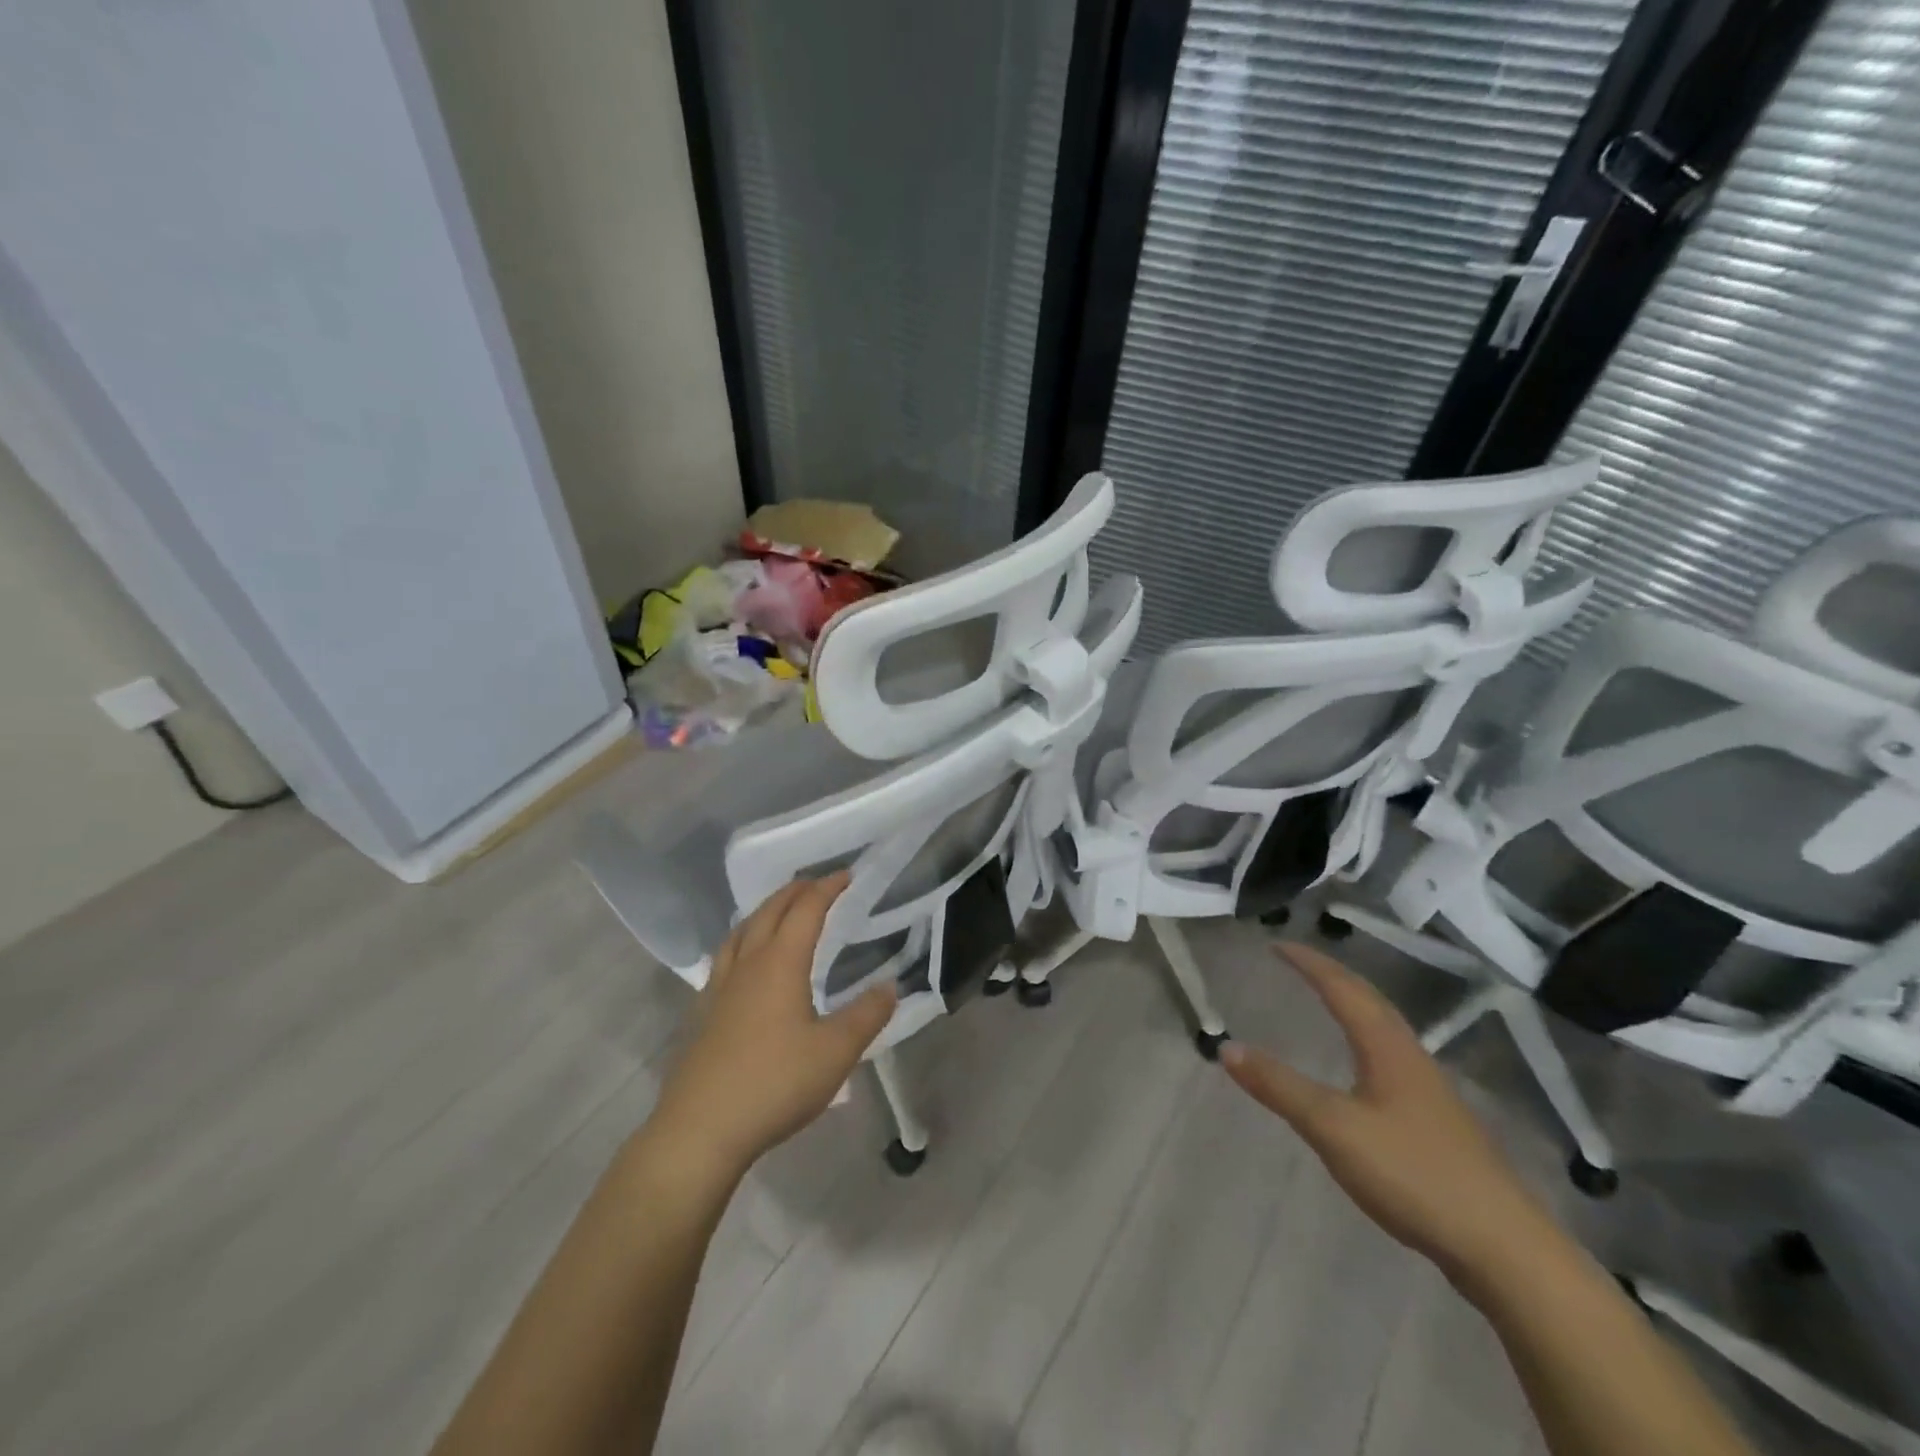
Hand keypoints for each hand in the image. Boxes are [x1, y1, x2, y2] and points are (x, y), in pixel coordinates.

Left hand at [648, 873, 897, 1181]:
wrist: (700, 1129)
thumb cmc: (774, 1084)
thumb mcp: (836, 1053)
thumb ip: (867, 1016)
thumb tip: (889, 986)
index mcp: (780, 964)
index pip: (806, 910)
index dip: (827, 888)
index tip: (846, 875)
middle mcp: (747, 965)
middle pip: (769, 912)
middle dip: (795, 892)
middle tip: (816, 884)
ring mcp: (719, 988)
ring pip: (741, 931)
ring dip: (764, 911)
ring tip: (779, 910)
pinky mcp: (703, 1013)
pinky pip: (725, 957)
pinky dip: (743, 940)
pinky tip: (745, 963)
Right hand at [1222, 944, 1552, 1285]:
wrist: (1505, 1249)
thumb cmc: (1414, 1174)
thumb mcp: (1333, 1128)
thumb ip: (1280, 1087)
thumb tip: (1227, 1047)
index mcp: (1387, 1047)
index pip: (1342, 988)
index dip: (1309, 963)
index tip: (1277, 944)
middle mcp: (1411, 1057)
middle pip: (1369, 1000)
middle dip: (1331, 975)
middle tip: (1297, 962)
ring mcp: (1430, 1091)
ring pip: (1385, 1028)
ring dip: (1352, 1004)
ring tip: (1326, 999)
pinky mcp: (1437, 1123)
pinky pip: (1391, 1056)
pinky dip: (1364, 1037)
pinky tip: (1361, 1067)